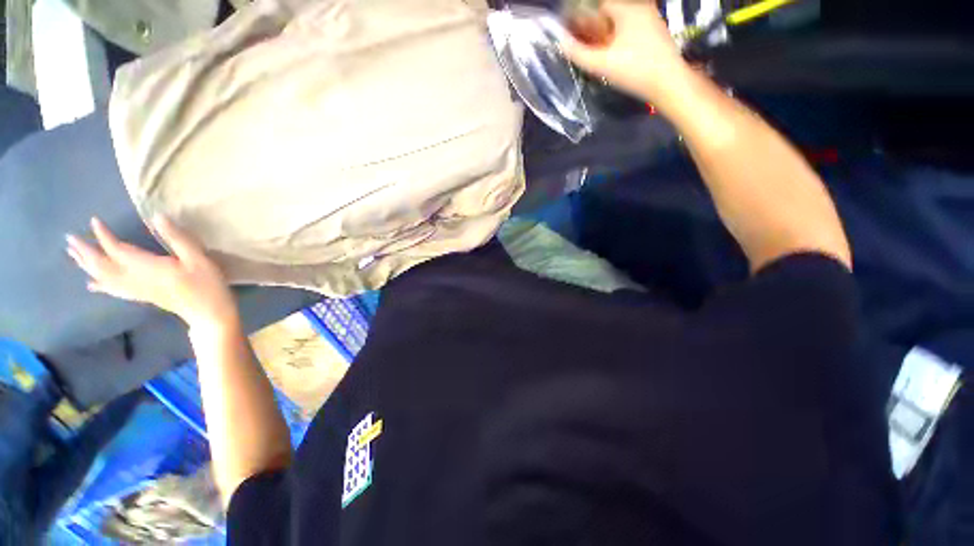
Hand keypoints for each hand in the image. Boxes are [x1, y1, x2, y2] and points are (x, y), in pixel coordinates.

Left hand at [67, 217, 237, 331]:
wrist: (208, 313)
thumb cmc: (206, 285)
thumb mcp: (198, 259)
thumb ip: (178, 239)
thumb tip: (156, 217)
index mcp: (147, 268)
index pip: (117, 250)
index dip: (104, 235)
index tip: (94, 221)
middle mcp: (135, 279)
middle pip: (102, 265)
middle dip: (85, 252)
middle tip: (70, 239)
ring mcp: (136, 289)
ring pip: (103, 277)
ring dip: (87, 266)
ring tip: (74, 255)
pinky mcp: (141, 296)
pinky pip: (113, 290)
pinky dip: (100, 284)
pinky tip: (91, 284)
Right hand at [562, 0, 691, 108]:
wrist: (668, 83)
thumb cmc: (635, 70)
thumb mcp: (602, 64)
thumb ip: (578, 53)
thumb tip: (560, 43)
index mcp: (627, 8)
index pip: (599, 5)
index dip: (583, 19)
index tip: (574, 35)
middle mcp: (639, 7)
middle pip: (609, 13)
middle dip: (593, 28)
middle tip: (582, 46)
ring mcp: (650, 19)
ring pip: (619, 22)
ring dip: (605, 34)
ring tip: (595, 53)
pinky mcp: (654, 33)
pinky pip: (630, 29)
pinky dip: (618, 39)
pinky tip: (612, 55)